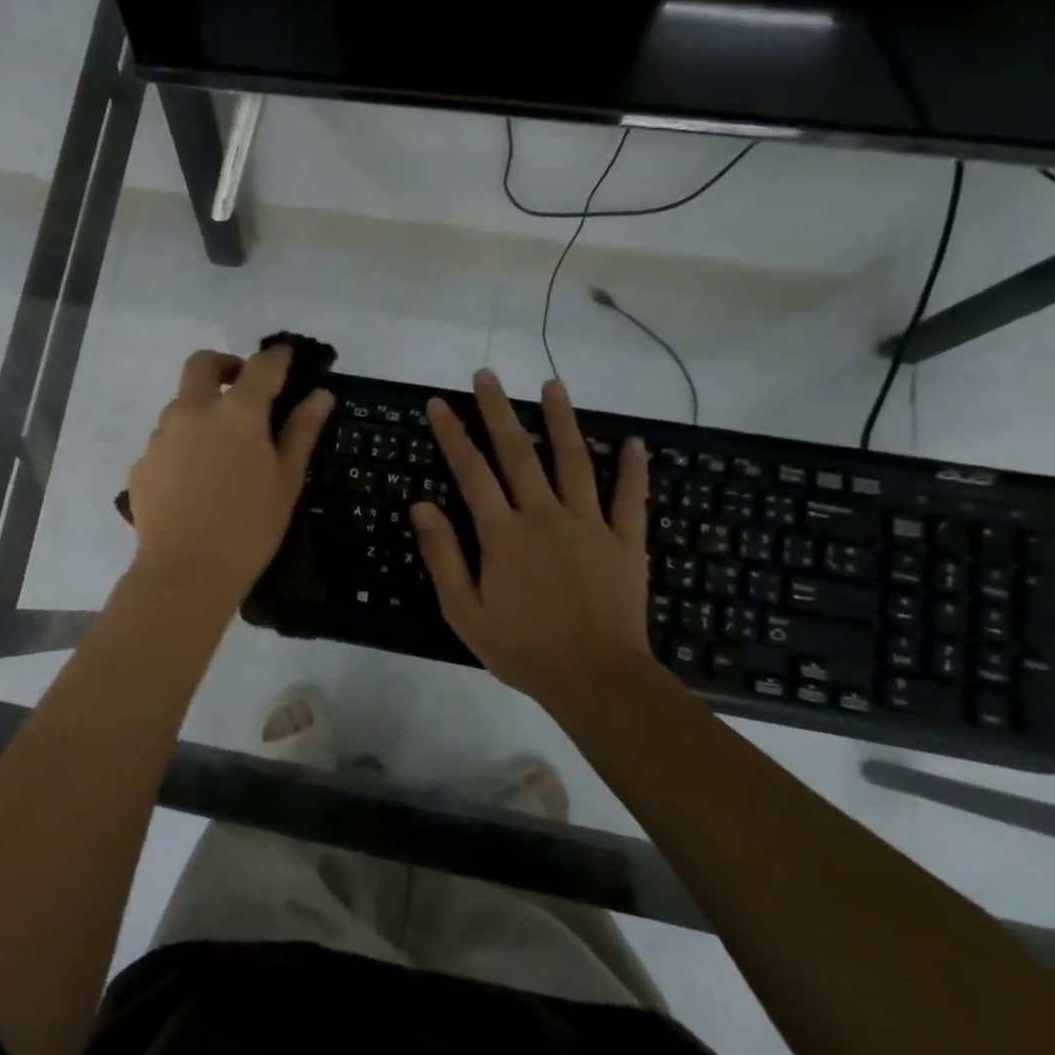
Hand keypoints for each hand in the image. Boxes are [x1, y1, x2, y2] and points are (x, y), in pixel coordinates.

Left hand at [125, 346, 334, 603]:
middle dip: (224, 365)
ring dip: (201, 410)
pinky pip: (164, 442)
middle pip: (202, 364)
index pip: (261, 366)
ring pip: (180, 405)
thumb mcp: (287, 480)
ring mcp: (161, 436)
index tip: (285, 356)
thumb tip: (321, 395)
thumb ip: (302, 431)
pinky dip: (182, 447)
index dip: (277, 357)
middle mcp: (193, 411)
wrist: (186, 572)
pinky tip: (194, 481)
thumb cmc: (250, 527)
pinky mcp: (142, 463)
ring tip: (219, 450)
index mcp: (237, 412)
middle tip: (241, 388)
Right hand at [411, 368, 655, 707]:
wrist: (595, 679)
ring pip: (574, 461)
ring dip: (562, 420)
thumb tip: (421, 504)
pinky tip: (634, 442)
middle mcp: (544, 516)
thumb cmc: (521, 648)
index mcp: (502, 534)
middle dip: (499, 410)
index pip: (471, 472)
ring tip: (554, 385)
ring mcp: (589, 525)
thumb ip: (442, 555)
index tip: (438, 403)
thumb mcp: (464, 610)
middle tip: (487, 375)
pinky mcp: (625, 542)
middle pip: (519, 452)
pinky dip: (633, 469)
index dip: (453, 435)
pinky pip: (631, 499)